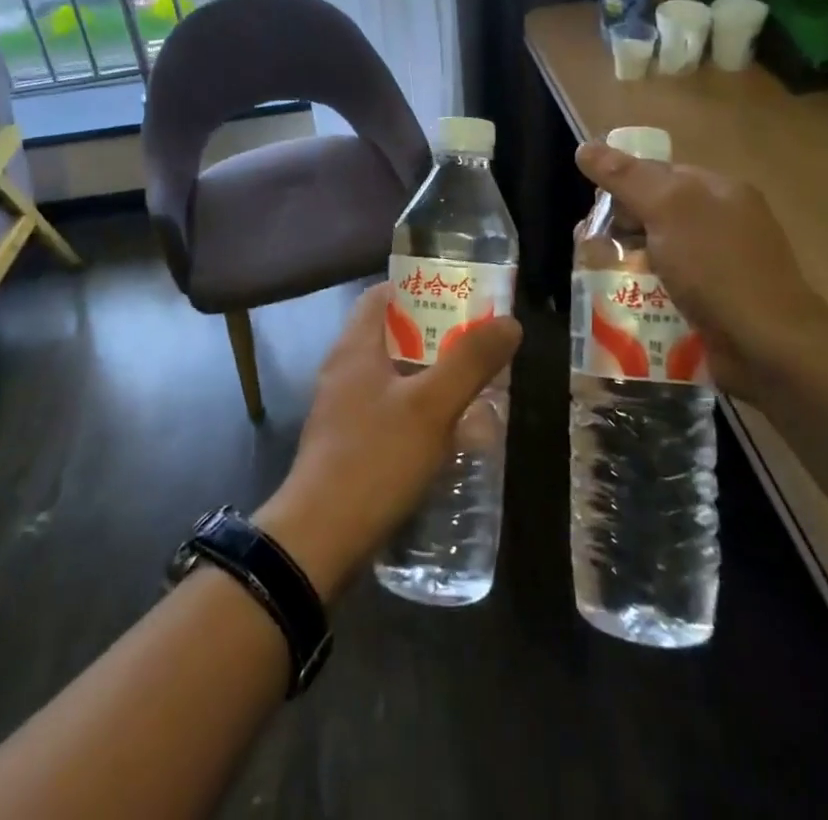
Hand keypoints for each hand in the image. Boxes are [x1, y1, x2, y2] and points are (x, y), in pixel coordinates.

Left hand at [257, 284, 520, 600]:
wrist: (320, 538)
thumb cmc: (375, 458)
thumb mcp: (431, 407)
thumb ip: (469, 362)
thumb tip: (508, 322)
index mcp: (355, 347)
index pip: (383, 295)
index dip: (419, 289)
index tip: (459, 298)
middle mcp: (344, 370)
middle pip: (391, 335)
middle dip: (434, 336)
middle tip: (476, 345)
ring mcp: (342, 409)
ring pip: (391, 376)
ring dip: (428, 376)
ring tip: (470, 387)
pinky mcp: (347, 444)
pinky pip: (387, 410)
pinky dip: (416, 410)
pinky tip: (445, 433)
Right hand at [574, 141, 827, 398]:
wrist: (769, 348)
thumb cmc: (718, 268)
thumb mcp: (668, 210)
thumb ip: (626, 177)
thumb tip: (585, 147)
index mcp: (719, 191)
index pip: (657, 173)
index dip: (622, 186)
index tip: (596, 214)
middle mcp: (722, 223)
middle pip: (653, 215)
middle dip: (619, 231)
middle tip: (592, 251)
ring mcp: (720, 267)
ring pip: (656, 255)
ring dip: (626, 266)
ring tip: (598, 283)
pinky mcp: (714, 305)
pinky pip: (667, 289)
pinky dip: (644, 295)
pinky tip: (624, 307)